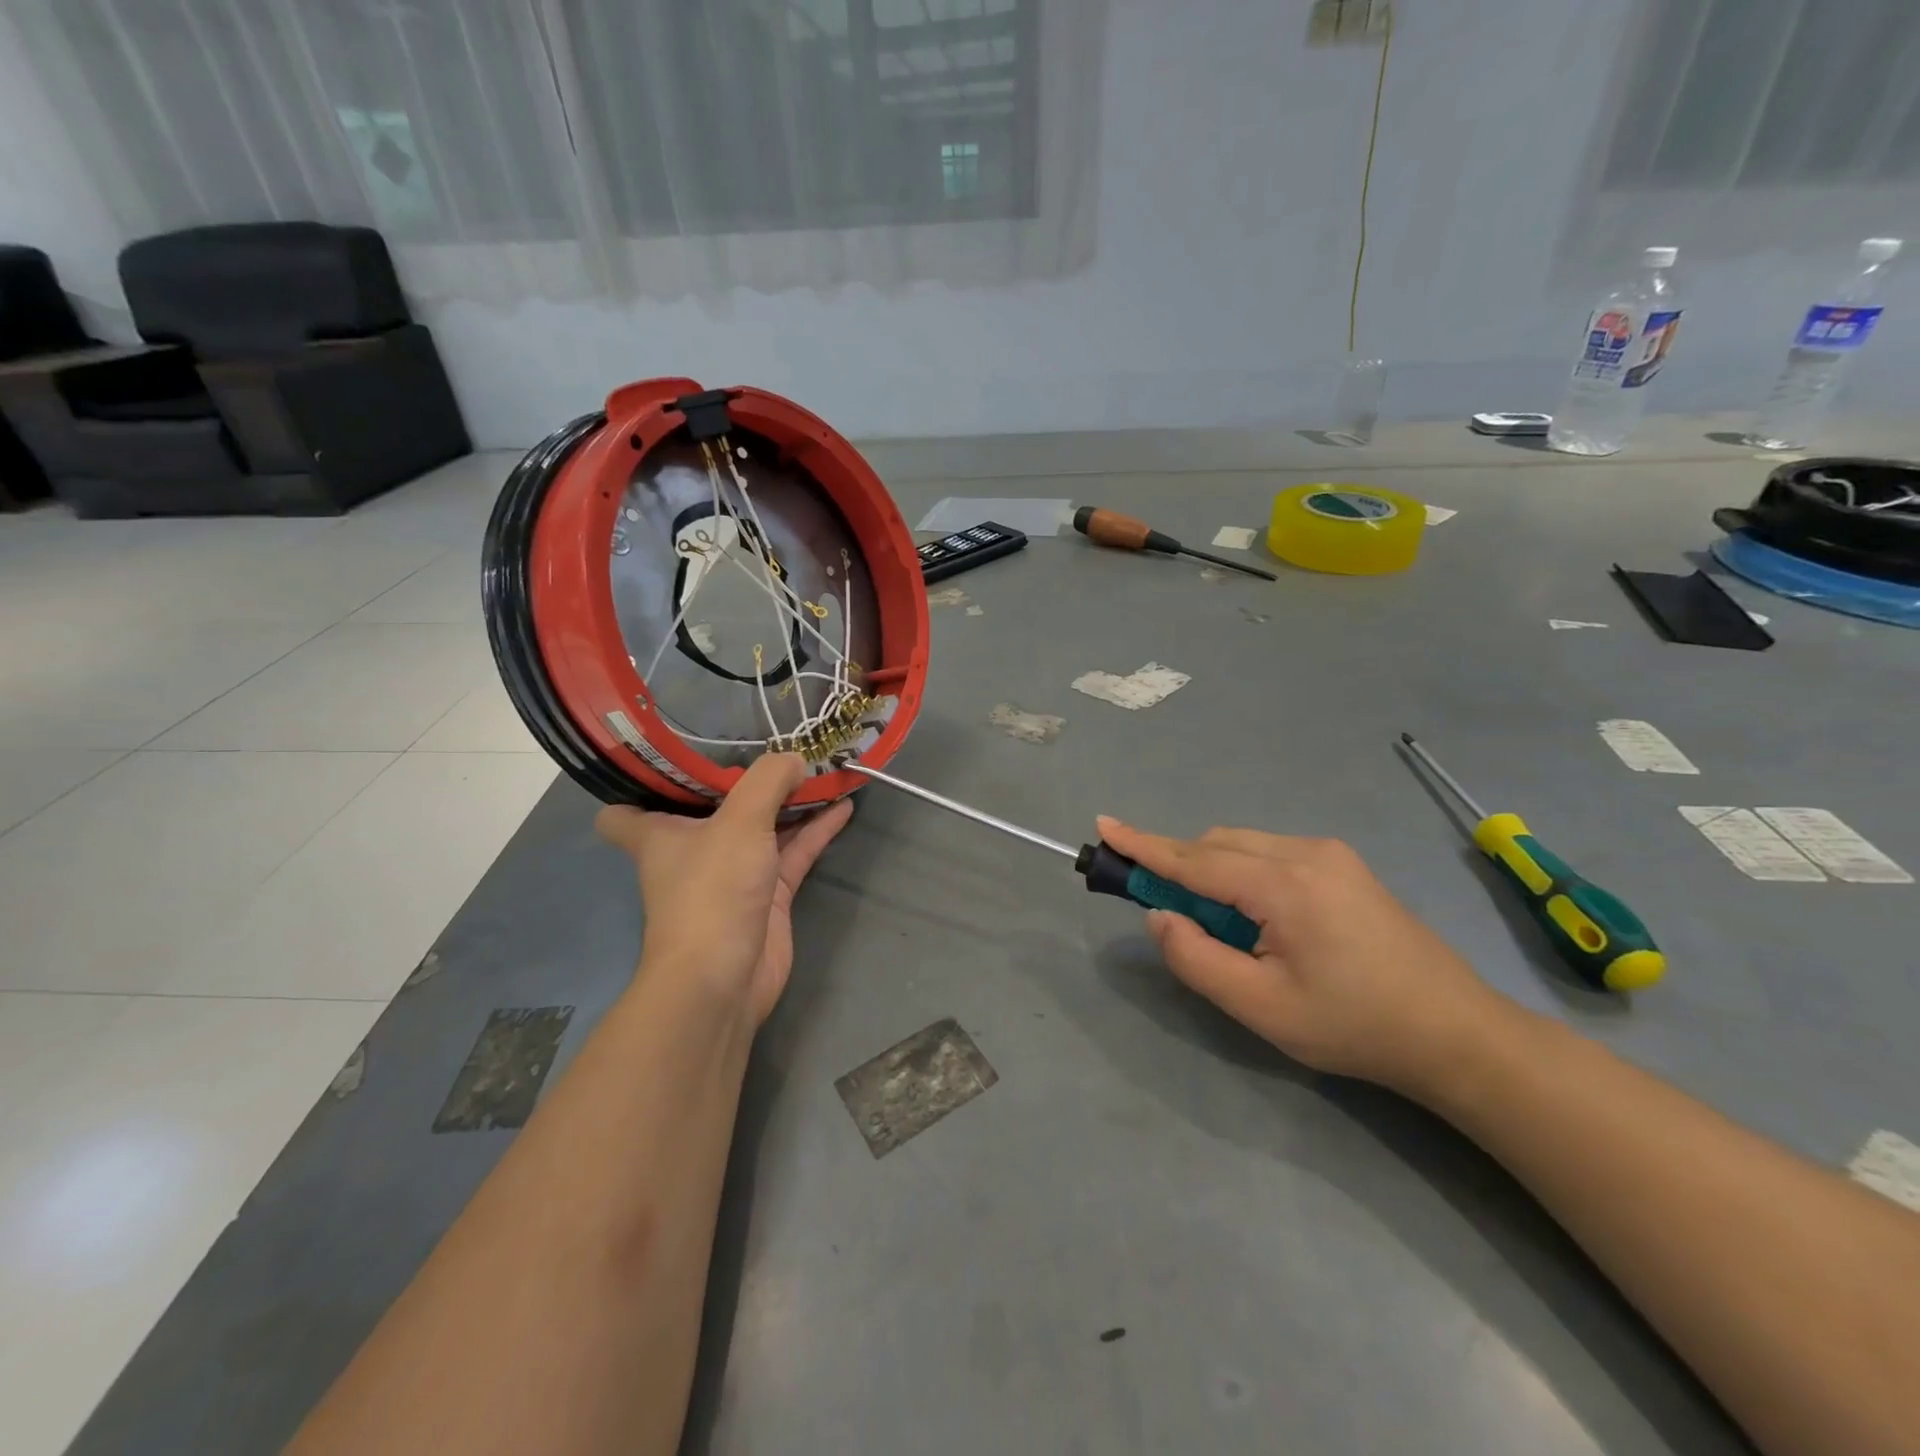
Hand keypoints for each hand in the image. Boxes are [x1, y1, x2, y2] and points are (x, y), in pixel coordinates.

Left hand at [597, 755, 852, 1025]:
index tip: (674, 755)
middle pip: (712, 807)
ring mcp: (733, 874)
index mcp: (659, 834)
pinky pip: (794, 852)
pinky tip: (844, 804)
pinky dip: (817, 830)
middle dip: (742, 778)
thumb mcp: (739, 821)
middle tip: (776, 742)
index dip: (642, 785)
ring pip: (762, 827)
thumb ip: (768, 781)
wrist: (725, 979)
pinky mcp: (768, 895)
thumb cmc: (712, 891)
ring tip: (822, 767)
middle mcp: (693, 850)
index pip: (625, 810)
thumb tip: (794, 758)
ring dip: (789, 802)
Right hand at [1098, 818, 1519, 1099]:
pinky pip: (1270, 853)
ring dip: (1212, 873)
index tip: (1104, 826)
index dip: (1143, 845)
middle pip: (1216, 845)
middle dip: (1179, 868)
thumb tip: (1159, 916)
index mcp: (1284, 884)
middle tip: (1165, 914)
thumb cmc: (1354, 1026)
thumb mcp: (1261, 1008)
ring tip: (1220, 929)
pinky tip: (1258, 919)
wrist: (1456, 1034)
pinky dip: (1242, 874)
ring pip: (1243, 845)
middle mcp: (1305, 852)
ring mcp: (1329, 854)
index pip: (1194, 858)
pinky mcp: (1343, 865)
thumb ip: (1197, 958)